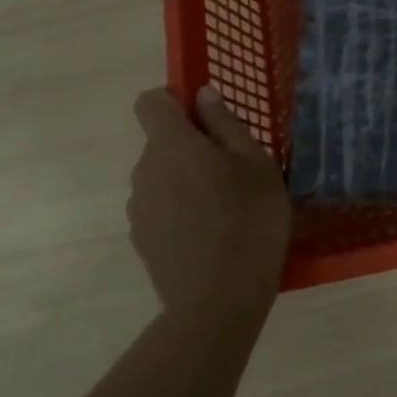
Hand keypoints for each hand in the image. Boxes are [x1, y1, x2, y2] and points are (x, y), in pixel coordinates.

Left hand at [128, 87, 290, 330]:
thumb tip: (203, 95)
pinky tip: (212, 235)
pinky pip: (161, 208)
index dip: (174, 101)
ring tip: (227, 207)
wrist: (219, 301)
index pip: (150, 102)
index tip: (207, 118)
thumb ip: (226, 125)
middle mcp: (145, 170)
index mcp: (172, 145)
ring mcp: (138, 208)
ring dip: (187, 180)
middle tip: (236, 170)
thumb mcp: (257, 165)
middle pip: (160, 142)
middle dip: (192, 146)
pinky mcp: (141, 239)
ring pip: (162, 176)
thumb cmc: (250, 221)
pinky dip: (181, 210)